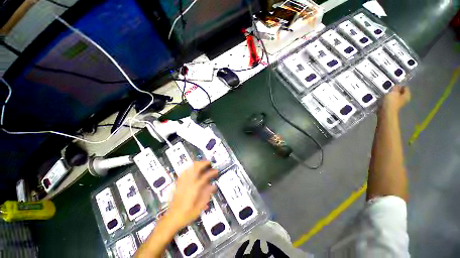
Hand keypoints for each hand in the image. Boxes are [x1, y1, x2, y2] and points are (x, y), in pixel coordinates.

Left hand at [166, 161, 217, 229]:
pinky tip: (192, 169)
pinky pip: (184, 172)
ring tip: (202, 163)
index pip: (205, 176)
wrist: (171, 219)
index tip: (216, 170)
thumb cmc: (187, 215)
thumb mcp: (200, 207)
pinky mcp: (178, 184)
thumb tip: (213, 186)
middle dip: (203, 163)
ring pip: (189, 168)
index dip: (212, 172)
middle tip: (209, 163)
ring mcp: (182, 182)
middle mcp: (188, 183)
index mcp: (194, 188)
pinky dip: (189, 168)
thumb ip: (207, 195)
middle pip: (196, 168)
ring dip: (197, 164)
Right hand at [381, 86, 410, 113]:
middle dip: (395, 90)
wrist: (385, 112)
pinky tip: (383, 98)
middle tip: (389, 88)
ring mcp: (397, 103)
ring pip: (394, 96)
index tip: (393, 84)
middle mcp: (404, 99)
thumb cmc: (391, 102)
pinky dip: (387, 99)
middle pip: (400, 92)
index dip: (400, 85)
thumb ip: (396, 87)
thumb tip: (397, 85)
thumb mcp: (393, 92)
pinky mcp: (391, 106)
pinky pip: (390, 100)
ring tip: (385, 92)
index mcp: (407, 95)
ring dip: (390, 94)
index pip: (405, 87)